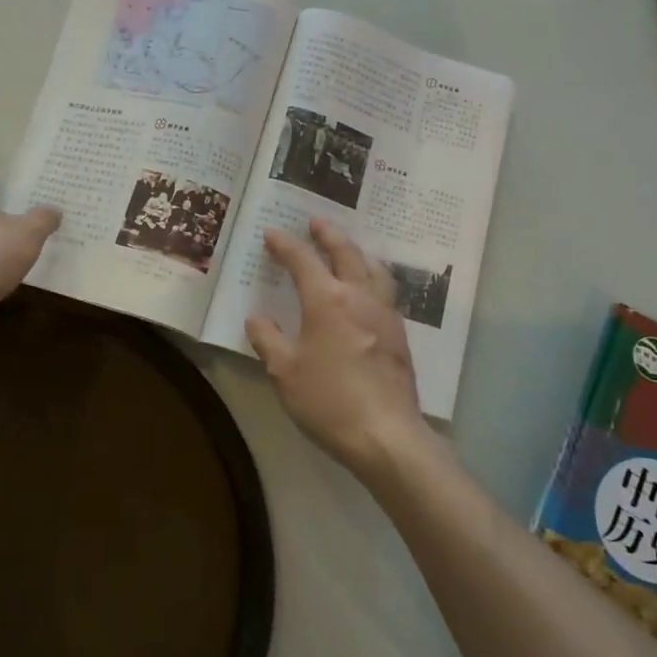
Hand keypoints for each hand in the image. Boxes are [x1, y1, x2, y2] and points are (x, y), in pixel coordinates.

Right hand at [245, 218, 428, 474]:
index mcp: (326, 300)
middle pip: (345, 253)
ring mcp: (384, 313)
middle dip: (328, 235)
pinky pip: (385, 290)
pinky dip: (372, 276)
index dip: (285, 245)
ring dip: (356, 252)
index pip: (302, 261)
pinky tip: (368, 289)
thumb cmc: (328, 401)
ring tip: (347, 248)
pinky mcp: (399, 334)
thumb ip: (268, 340)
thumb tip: (257, 318)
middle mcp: (358, 296)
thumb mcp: (284, 372)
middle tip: (316, 222)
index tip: (272, 233)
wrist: (386, 435)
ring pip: (373, 268)